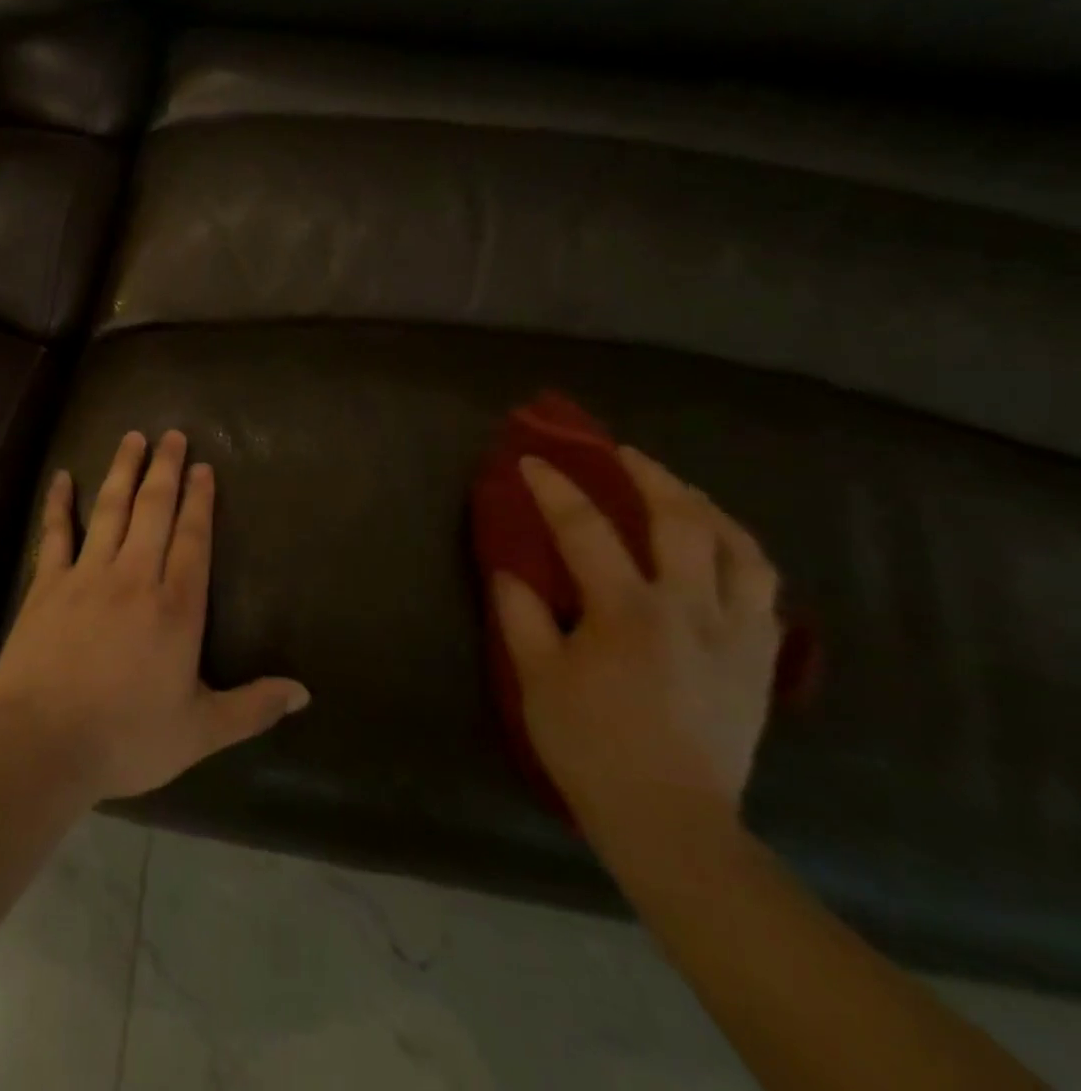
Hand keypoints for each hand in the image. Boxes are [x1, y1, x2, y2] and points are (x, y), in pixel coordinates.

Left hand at [0, 430, 310, 802]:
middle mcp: (134, 578)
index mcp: (176, 608)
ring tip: (132, 438)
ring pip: (110, 510)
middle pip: (153, 511)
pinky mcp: (47, 585)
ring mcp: (87, 576)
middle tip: (172, 435)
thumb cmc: (128, 738)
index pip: (193, 539)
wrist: (45, 744)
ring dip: (123, 471)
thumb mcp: (200, 731)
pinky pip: (55, 534)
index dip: (199, 501)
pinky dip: (59, 503)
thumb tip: (304, 693)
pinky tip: (63, 477)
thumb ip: (253, 708)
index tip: (202, 467)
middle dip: (165, 470)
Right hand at [494, 448, 782, 853]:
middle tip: (623, 453)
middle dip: (650, 475)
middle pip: (683, 520)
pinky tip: (723, 552)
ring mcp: (737, 634)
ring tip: (682, 492)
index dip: (556, 488)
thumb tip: (510, 570)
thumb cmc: (591, 746)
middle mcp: (692, 610)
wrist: (672, 821)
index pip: (586, 529)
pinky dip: (743, 556)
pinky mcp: (760, 661)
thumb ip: (522, 615)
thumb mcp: (537, 679)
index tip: (533, 461)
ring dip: (709, 508)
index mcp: (628, 612)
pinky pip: (765, 590)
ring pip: (743, 549)